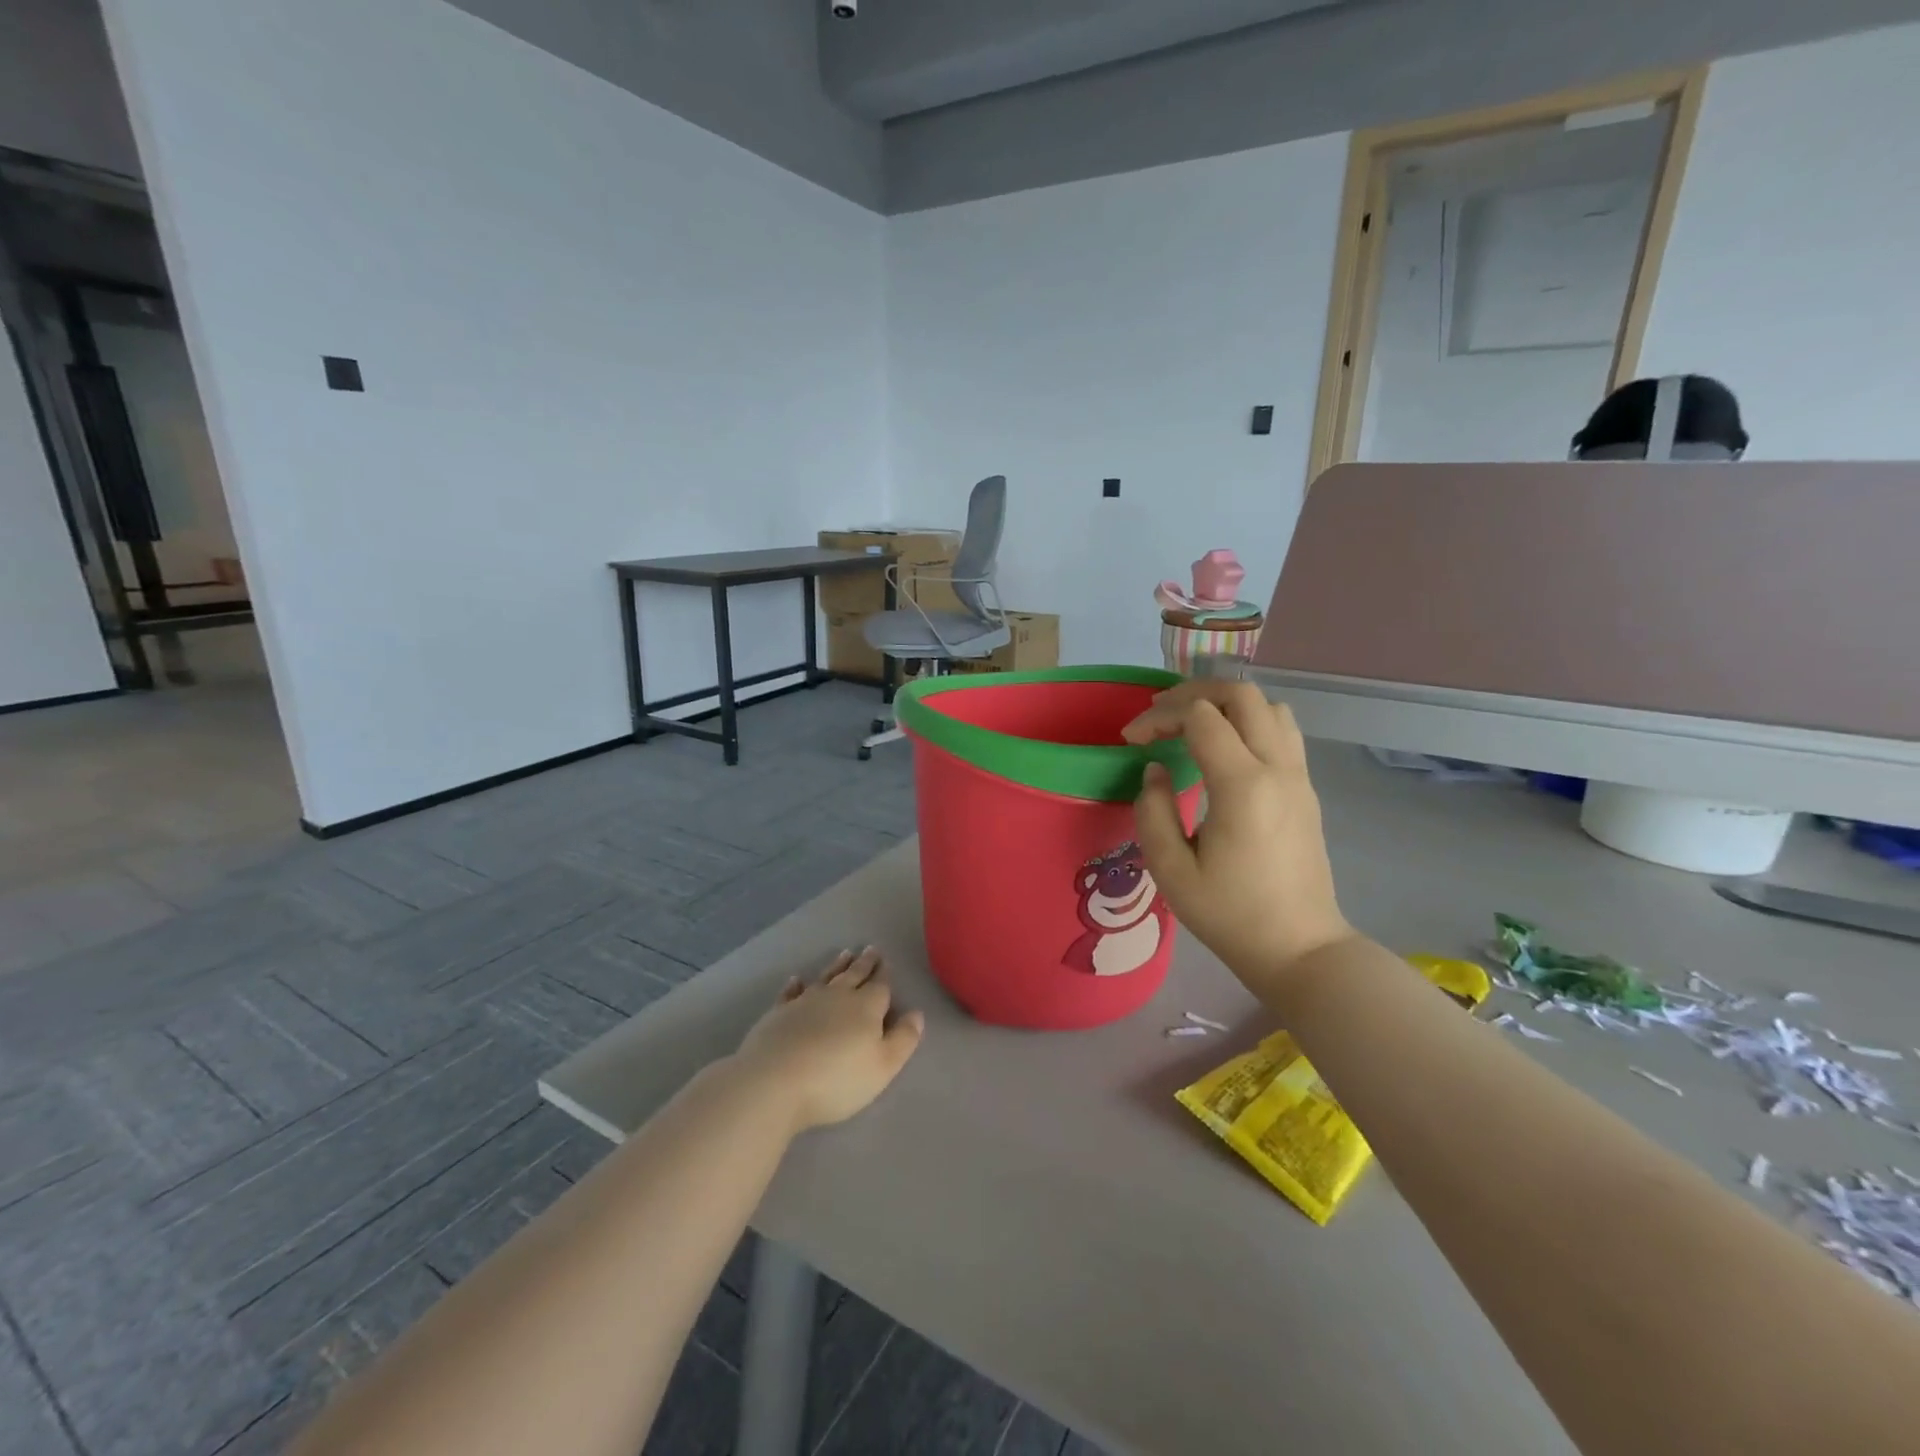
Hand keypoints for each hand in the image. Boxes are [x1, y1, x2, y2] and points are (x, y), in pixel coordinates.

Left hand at [730, 948, 924, 1134]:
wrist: (774, 1081)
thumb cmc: (836, 1079)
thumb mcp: (883, 1067)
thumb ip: (903, 1039)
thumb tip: (917, 1014)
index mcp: (866, 1007)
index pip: (880, 985)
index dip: (885, 974)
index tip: (886, 960)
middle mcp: (837, 996)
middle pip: (854, 975)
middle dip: (865, 963)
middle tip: (870, 949)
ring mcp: (805, 1002)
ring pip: (826, 977)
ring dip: (837, 966)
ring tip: (845, 953)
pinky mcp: (779, 1013)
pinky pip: (791, 993)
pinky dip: (796, 985)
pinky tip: (797, 980)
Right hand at [1125, 680, 1354, 992]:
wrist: (1300, 948)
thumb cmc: (1230, 915)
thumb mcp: (1171, 871)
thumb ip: (1153, 811)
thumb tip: (1156, 770)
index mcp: (1242, 786)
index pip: (1200, 717)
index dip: (1159, 717)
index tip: (1131, 740)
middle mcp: (1277, 768)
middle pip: (1242, 694)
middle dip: (1193, 693)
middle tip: (1159, 715)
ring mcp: (1299, 776)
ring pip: (1269, 706)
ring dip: (1227, 704)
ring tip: (1192, 724)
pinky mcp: (1306, 789)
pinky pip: (1282, 731)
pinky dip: (1249, 721)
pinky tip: (1224, 749)